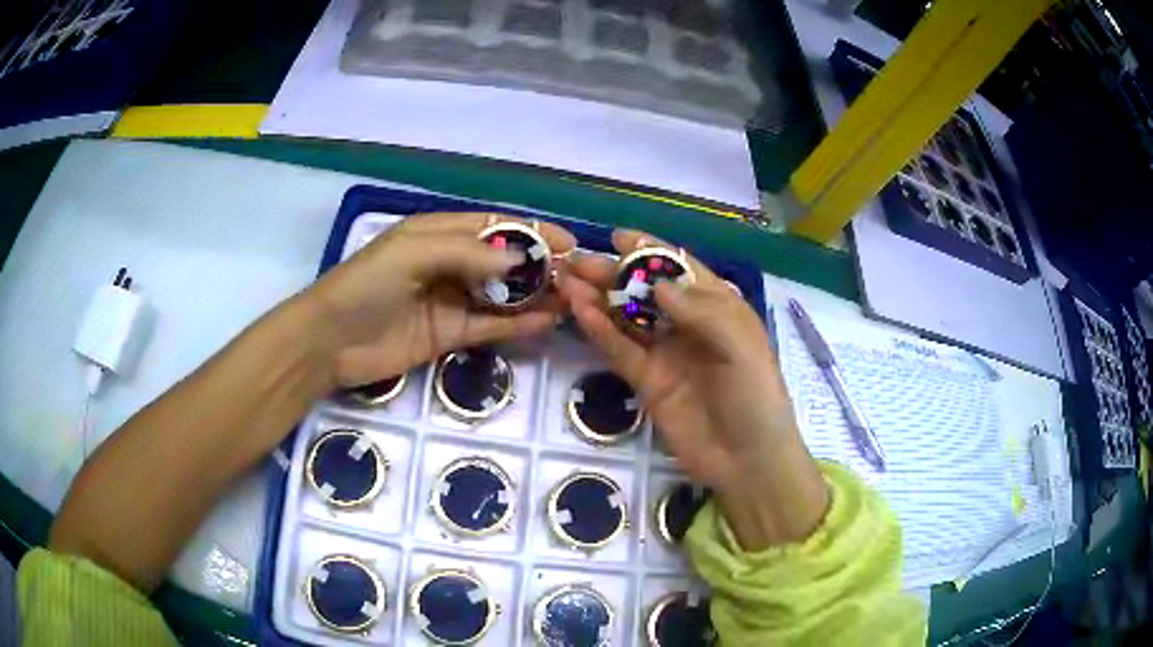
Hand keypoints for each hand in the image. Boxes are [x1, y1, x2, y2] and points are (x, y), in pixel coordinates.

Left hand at [309, 212, 575, 387]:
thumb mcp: (412, 253)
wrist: (330, 342)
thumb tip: (520, 261)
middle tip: (579, 277)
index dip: (532, 232)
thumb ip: (466, 253)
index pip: (495, 226)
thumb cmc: (366, 285)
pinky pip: (492, 326)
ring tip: (574, 299)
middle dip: (541, 265)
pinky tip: (548, 321)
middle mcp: (449, 263)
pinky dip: (519, 324)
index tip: (569, 243)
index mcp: (438, 232)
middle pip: (504, 261)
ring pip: (503, 295)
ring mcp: (451, 300)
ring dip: (537, 295)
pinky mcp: (450, 334)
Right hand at [556, 230, 829, 549]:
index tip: (618, 237)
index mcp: (719, 307)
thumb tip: (656, 284)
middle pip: (646, 291)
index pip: (681, 269)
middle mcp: (689, 324)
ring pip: (627, 317)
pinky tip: (580, 311)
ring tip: (565, 279)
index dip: (651, 251)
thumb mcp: (740, 346)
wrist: (747, 461)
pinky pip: (621, 350)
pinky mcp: (647, 382)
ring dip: (598, 297)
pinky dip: (600, 330)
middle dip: (613, 272)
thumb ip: (700, 311)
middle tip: (574, 259)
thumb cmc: (755, 396)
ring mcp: (666, 353)